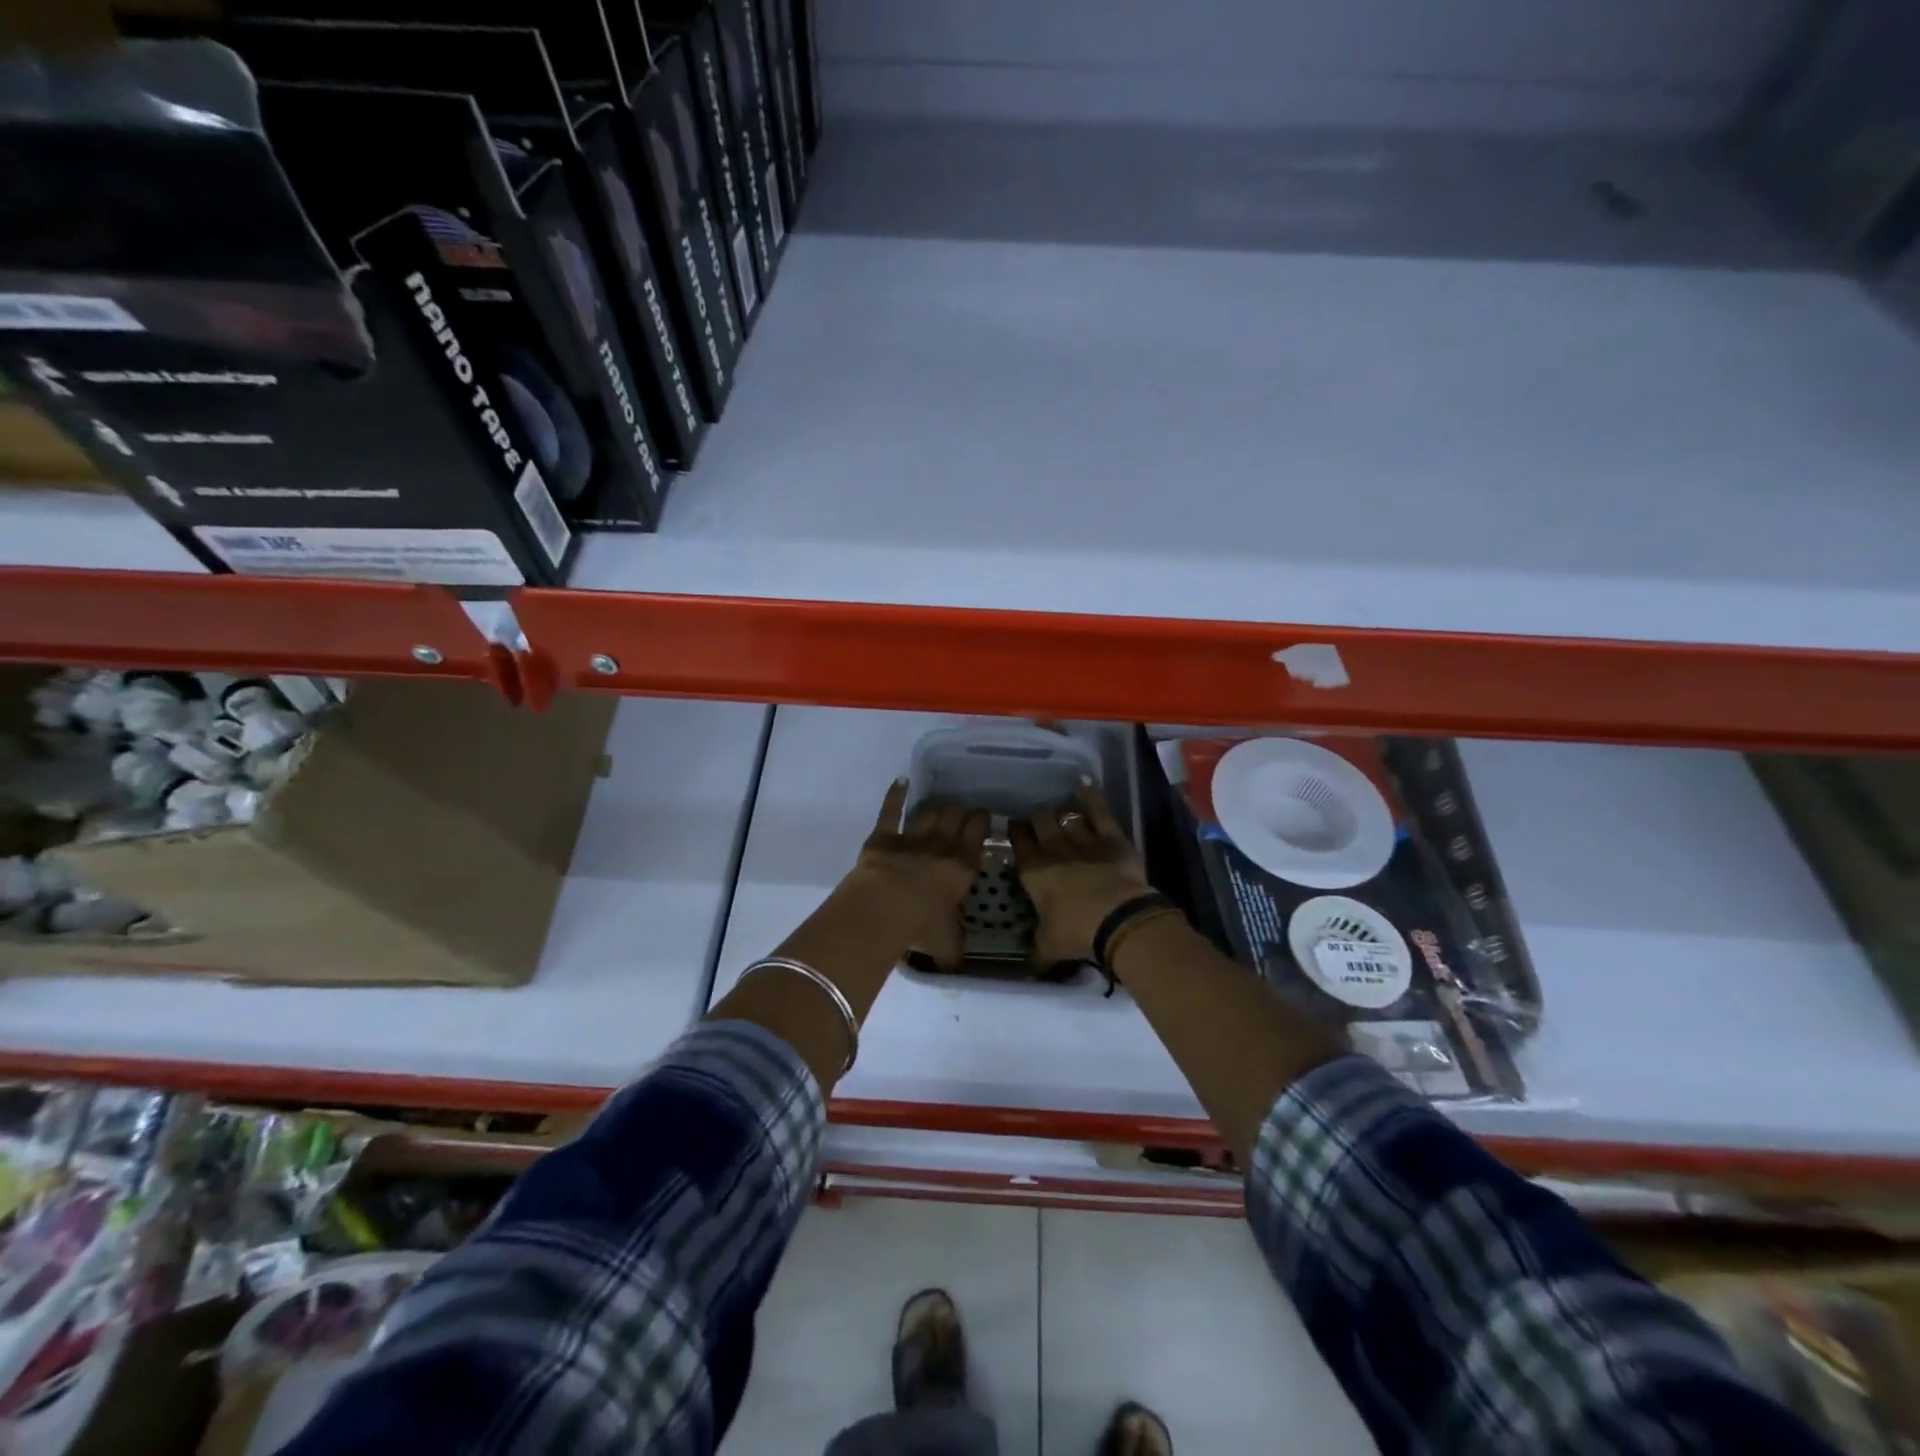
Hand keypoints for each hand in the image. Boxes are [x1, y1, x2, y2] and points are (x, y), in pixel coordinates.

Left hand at [849, 780, 988, 959]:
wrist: (884, 907)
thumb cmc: (922, 925)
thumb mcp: (945, 944)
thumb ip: (953, 949)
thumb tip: (957, 964)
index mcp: (962, 866)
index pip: (978, 834)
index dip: (981, 822)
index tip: (984, 817)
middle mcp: (941, 845)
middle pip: (954, 816)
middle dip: (960, 811)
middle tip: (961, 812)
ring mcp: (911, 837)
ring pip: (929, 812)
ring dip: (936, 806)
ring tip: (940, 803)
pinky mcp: (884, 836)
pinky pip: (891, 810)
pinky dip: (896, 795)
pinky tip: (901, 782)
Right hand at [1011, 783, 1152, 965]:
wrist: (1117, 919)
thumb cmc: (1076, 933)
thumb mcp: (1047, 947)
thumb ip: (1035, 948)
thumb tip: (1028, 960)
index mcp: (1033, 872)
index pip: (1018, 844)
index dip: (1016, 834)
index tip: (1015, 830)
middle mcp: (1053, 849)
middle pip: (1039, 822)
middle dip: (1037, 820)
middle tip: (1039, 823)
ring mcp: (1082, 839)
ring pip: (1065, 816)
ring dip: (1061, 814)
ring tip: (1060, 813)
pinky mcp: (1110, 836)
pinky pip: (1099, 810)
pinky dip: (1092, 796)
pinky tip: (1085, 783)